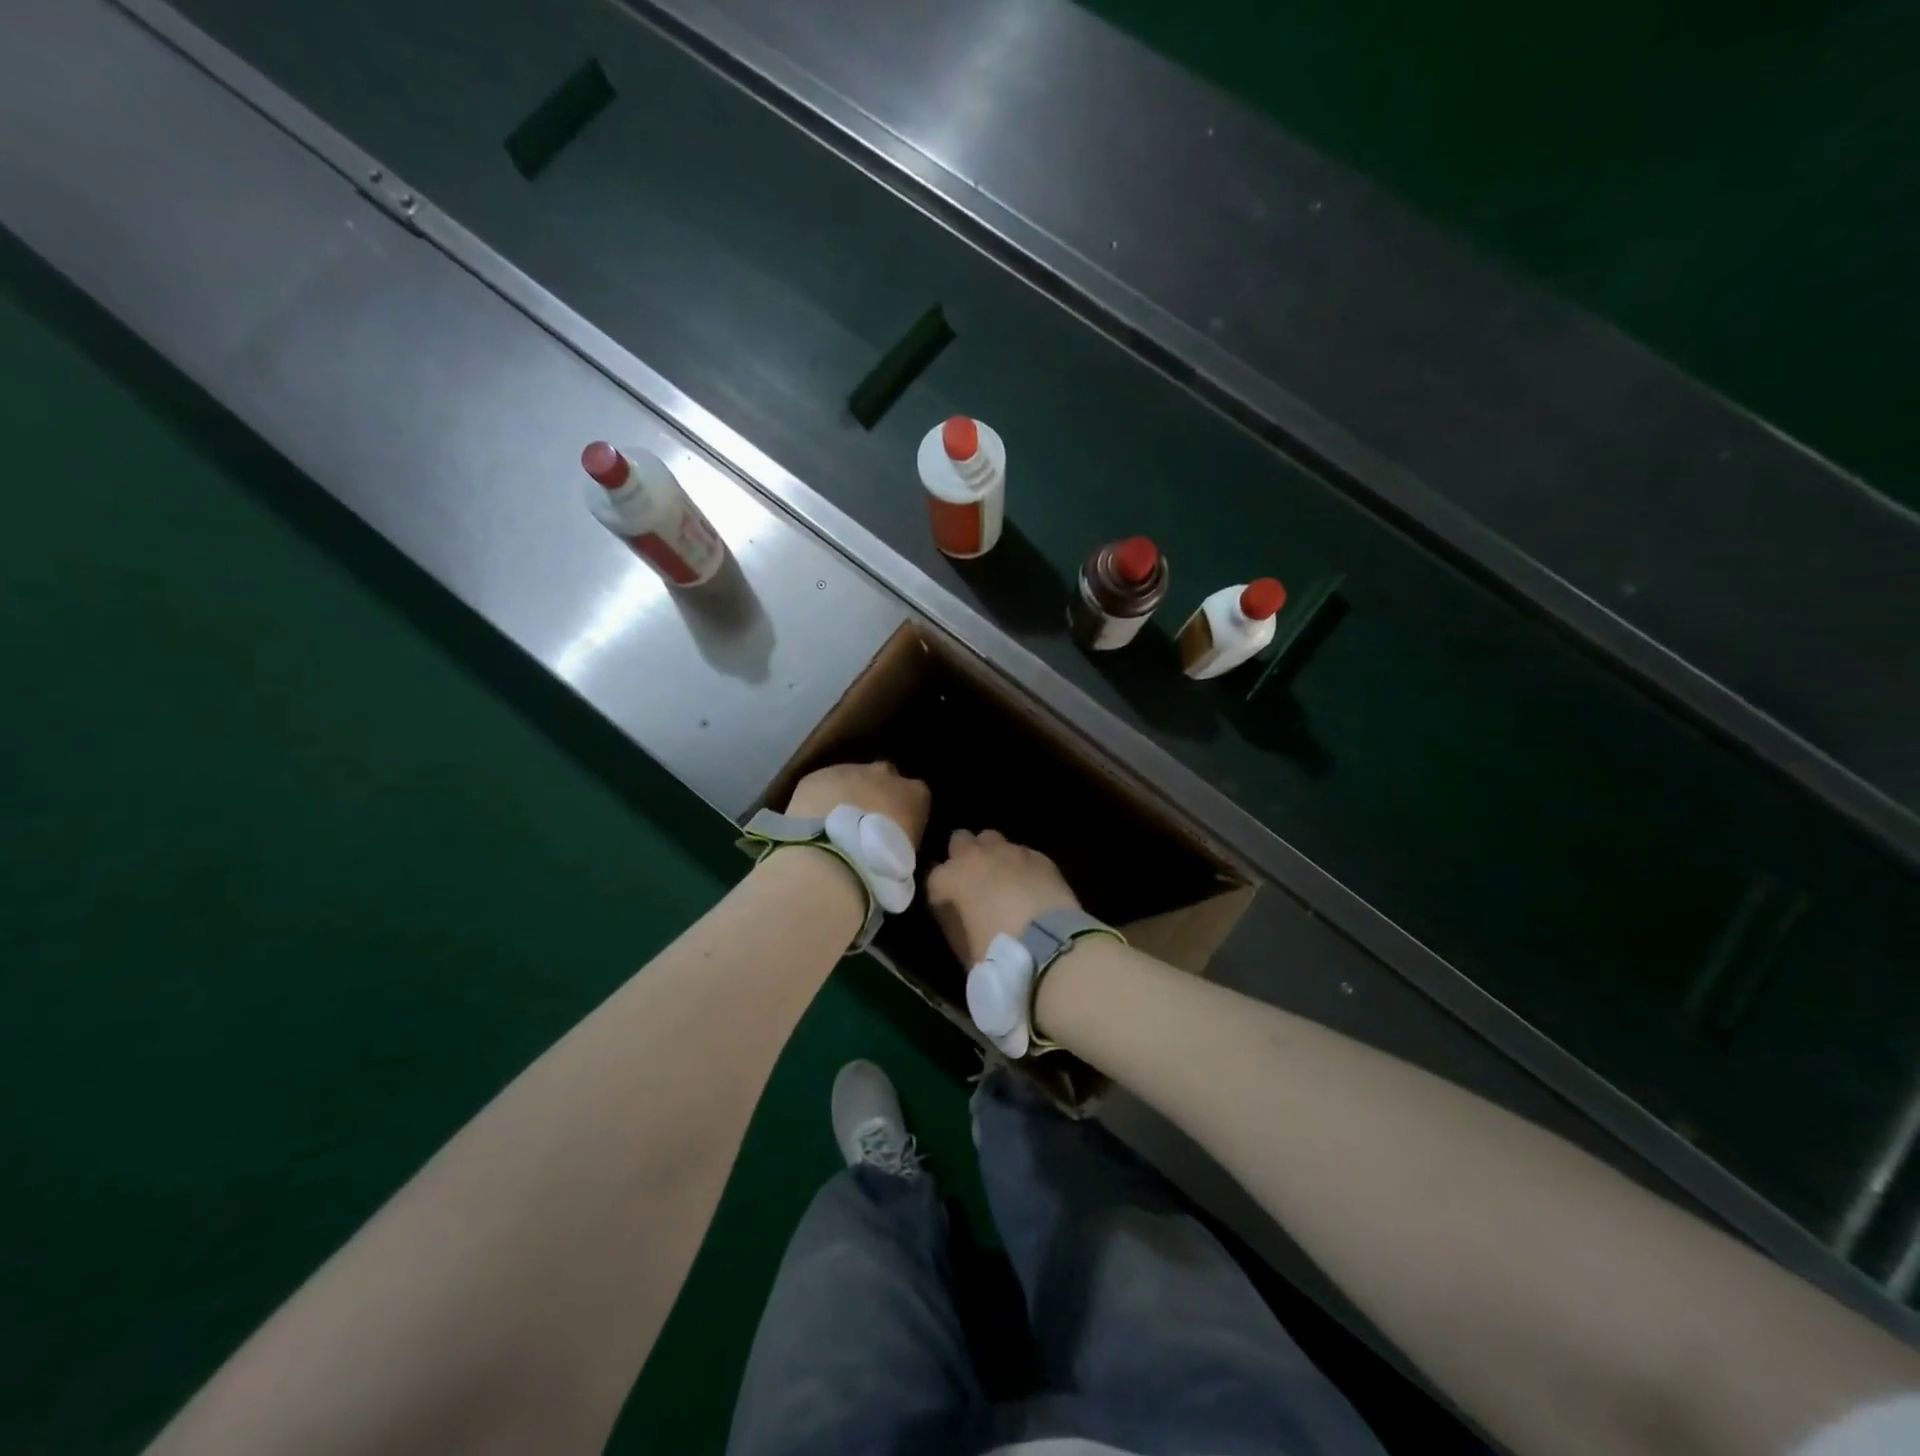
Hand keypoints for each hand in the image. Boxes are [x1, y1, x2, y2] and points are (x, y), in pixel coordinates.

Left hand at [785, 761, 930, 850]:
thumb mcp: (907, 857)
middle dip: (876, 793)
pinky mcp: (818, 776)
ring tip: (835, 824)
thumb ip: (904, 839)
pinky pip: (822, 785)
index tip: (895, 829)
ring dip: (846, 794)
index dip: (903, 810)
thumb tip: (894, 843)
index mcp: (916, 793)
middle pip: (884, 776)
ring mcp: (850, 770)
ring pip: (851, 777)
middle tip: (864, 823)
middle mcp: (886, 773)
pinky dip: (820, 799)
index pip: (916, 794)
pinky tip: (813, 822)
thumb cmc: (882, 865)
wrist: (834, 858)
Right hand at [927, 830, 1081, 965]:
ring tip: (1002, 878)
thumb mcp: (962, 947)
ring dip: (992, 854)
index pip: (933, 876)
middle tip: (973, 881)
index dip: (941, 892)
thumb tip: (957, 914)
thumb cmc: (997, 954)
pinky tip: (1030, 884)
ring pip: (992, 839)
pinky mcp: (1038, 856)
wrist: (1049, 946)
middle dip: (963, 856)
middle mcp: (975, 856)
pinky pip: (1022, 853)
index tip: (948, 906)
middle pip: (960, 841)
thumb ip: (954, 921)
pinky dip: (1021, 865)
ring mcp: (1009, 851)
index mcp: (950, 879)